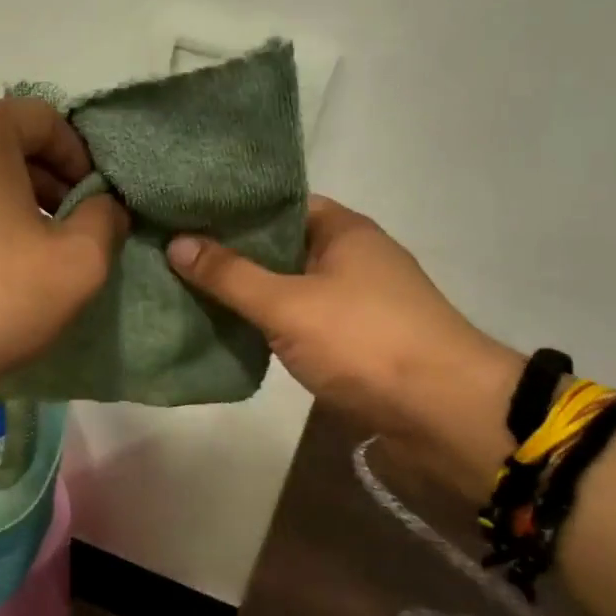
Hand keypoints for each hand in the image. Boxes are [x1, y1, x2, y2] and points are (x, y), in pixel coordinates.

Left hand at [0, 99, 128, 403]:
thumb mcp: (80, 260)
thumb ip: (105, 217)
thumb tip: (104, 206)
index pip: (44, 120)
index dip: (81, 158)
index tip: (94, 202)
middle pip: (1, 144)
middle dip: (43, 181)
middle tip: (66, 227)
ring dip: (5, 202)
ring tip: (25, 252)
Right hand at [167, 196, 522, 502]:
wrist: (442, 412)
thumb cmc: (365, 341)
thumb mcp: (289, 304)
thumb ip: (231, 275)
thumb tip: (176, 243)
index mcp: (343, 230)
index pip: (279, 203)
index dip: (233, 208)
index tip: (185, 215)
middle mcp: (351, 257)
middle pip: (280, 246)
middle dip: (232, 254)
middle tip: (174, 254)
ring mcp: (355, 301)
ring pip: (288, 287)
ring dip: (248, 293)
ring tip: (187, 289)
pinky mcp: (354, 341)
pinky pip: (299, 321)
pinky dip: (268, 324)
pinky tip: (228, 329)